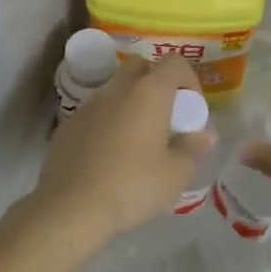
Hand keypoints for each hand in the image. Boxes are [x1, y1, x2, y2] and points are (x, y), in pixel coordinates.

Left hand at [35, 55, 214, 242]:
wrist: (70, 209)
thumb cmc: (132, 186)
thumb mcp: (176, 175)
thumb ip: (194, 149)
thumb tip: (204, 135)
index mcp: (149, 93)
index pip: (174, 63)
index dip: (189, 79)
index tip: (191, 108)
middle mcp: (117, 90)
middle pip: (140, 67)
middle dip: (156, 83)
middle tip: (165, 116)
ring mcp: (87, 106)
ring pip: (115, 90)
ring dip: (130, 104)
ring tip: (137, 141)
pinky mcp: (66, 127)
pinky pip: (95, 113)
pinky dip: (107, 123)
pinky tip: (108, 157)